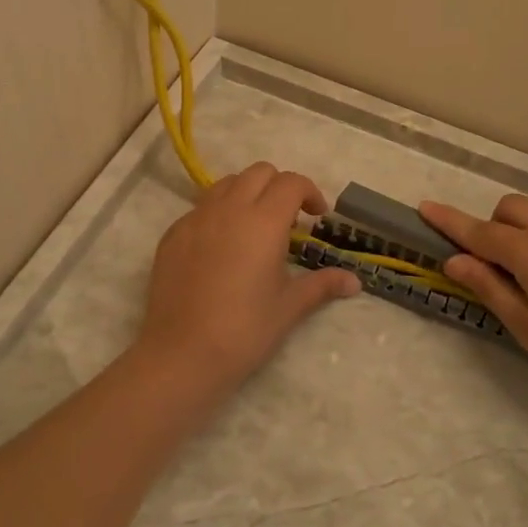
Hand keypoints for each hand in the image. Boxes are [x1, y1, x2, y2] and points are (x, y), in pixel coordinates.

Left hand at [137, 162, 359, 390]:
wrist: (181, 354)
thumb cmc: (244, 330)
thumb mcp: (289, 307)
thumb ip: (322, 285)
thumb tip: (355, 282)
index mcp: (263, 221)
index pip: (291, 183)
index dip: (310, 192)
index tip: (317, 217)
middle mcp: (229, 209)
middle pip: (259, 172)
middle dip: (279, 186)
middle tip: (288, 220)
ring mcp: (196, 219)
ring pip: (226, 183)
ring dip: (247, 193)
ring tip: (253, 227)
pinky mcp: (172, 234)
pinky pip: (200, 208)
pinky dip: (218, 213)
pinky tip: (221, 248)